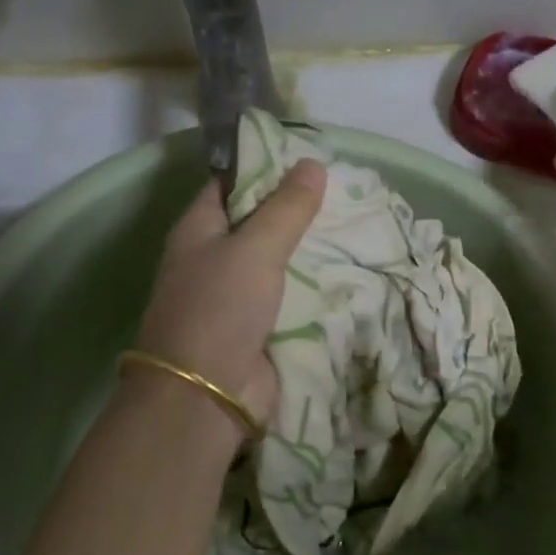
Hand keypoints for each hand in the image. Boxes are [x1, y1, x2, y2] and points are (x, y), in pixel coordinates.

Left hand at [133, 161, 326, 428]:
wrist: (206, 395)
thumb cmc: (220, 308)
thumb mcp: (255, 248)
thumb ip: (287, 207)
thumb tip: (312, 163)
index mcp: (199, 228)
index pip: (231, 183)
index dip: (265, 167)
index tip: (309, 159)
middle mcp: (214, 256)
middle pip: (258, 221)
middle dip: (297, 210)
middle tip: (345, 191)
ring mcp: (236, 294)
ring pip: (278, 260)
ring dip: (310, 248)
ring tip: (356, 225)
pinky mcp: (258, 325)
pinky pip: (290, 294)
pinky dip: (314, 284)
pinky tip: (350, 269)